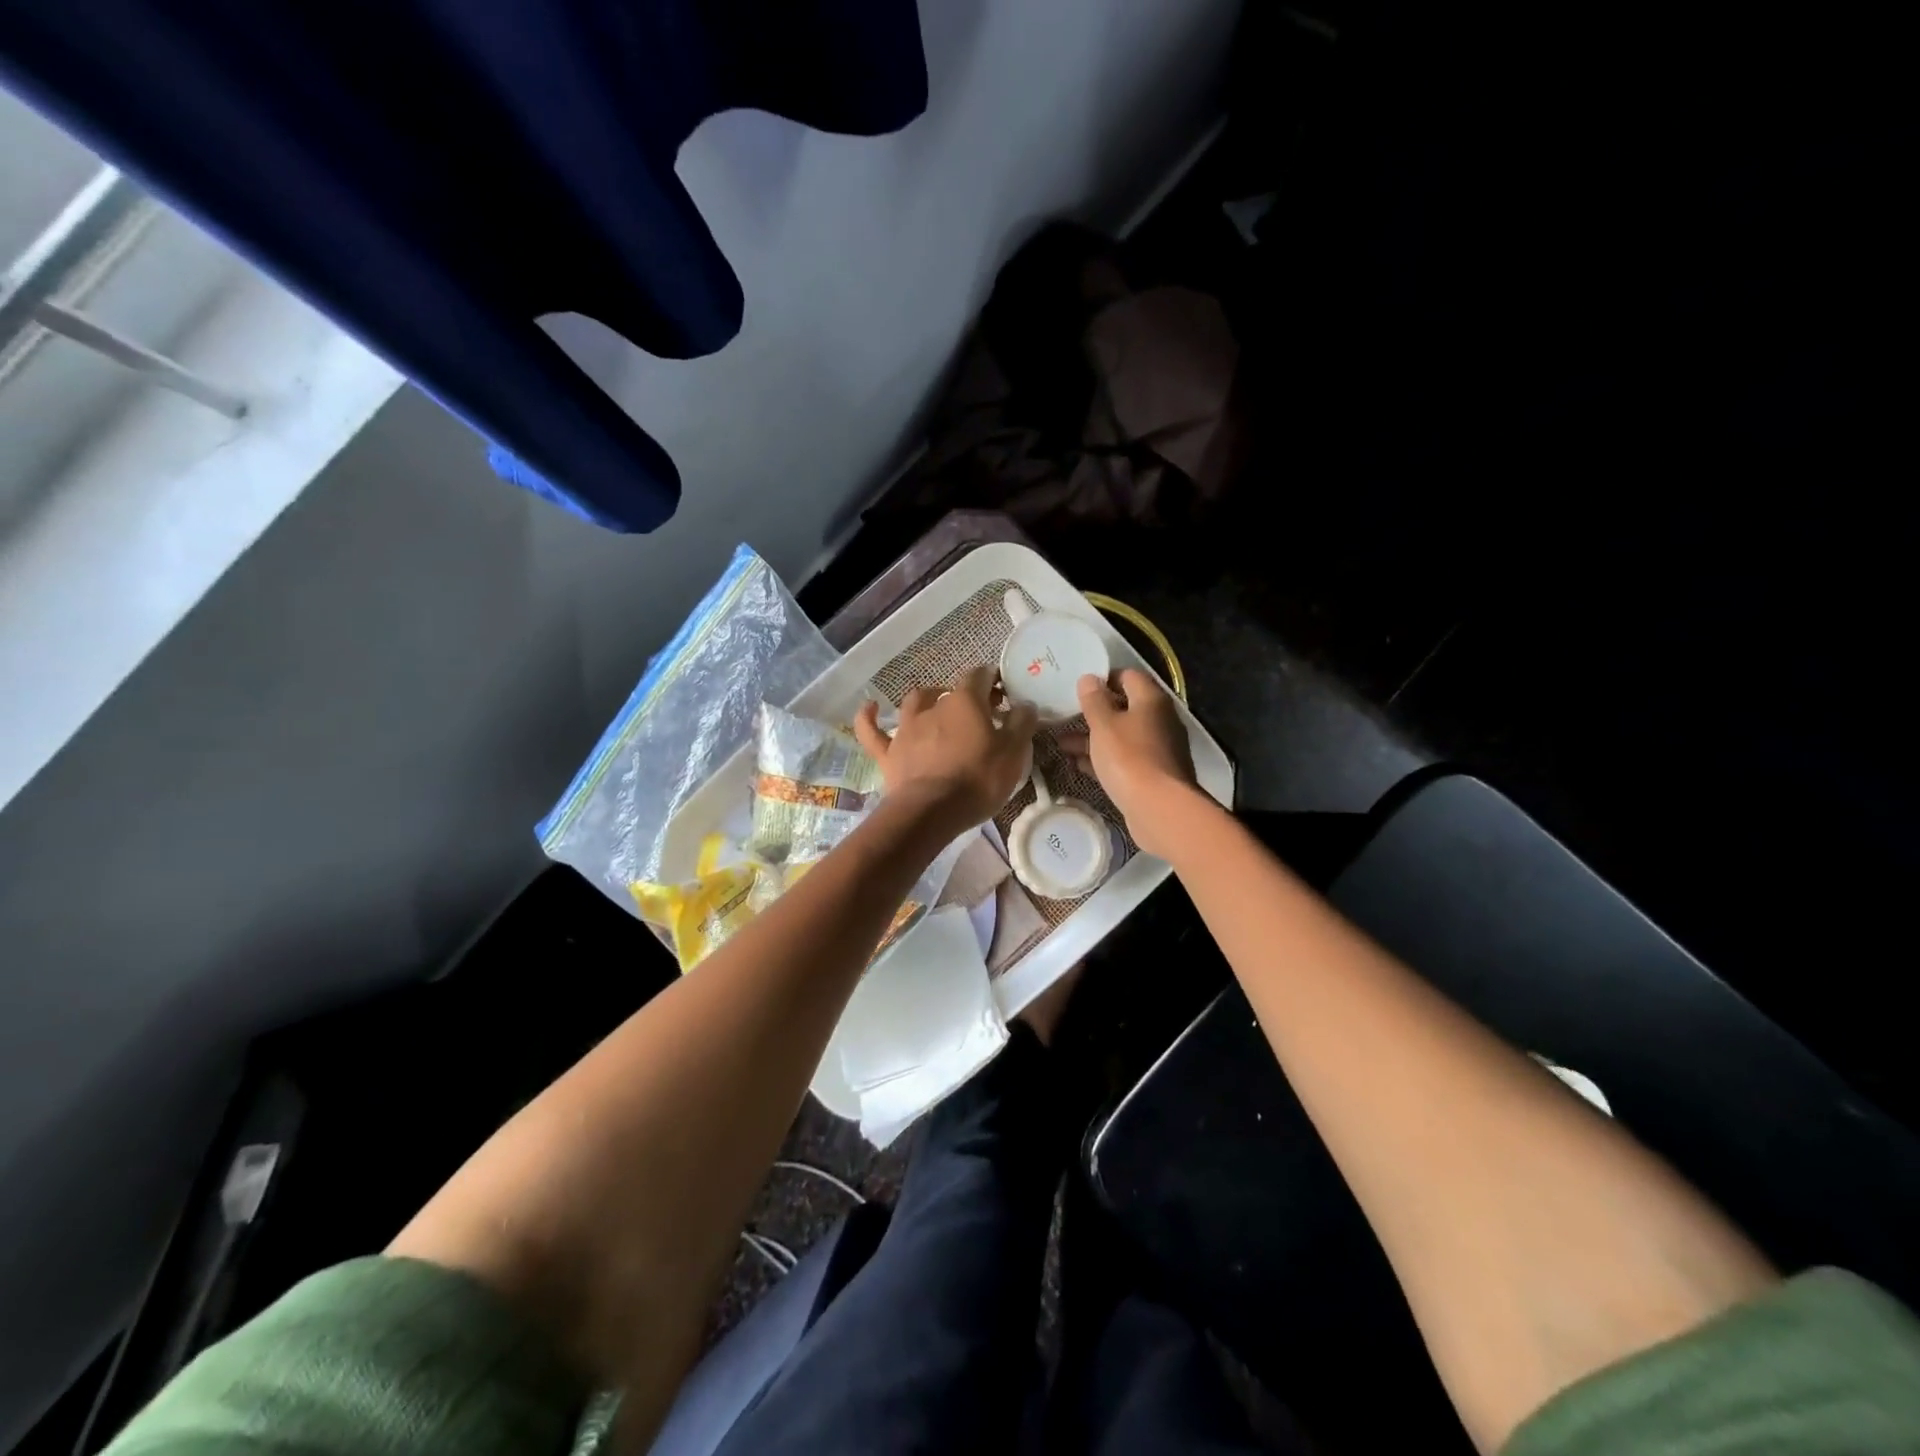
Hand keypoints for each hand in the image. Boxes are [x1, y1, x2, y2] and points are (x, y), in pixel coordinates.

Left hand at [854, 665, 1037, 832]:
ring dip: (927, 699)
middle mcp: (932, 707)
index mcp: (965, 702)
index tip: (1004, 693)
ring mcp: (906, 729)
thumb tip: (1024, 703)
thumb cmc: (978, 779)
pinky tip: (869, 708)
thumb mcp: (1014, 752)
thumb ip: (1021, 723)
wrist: (931, 811)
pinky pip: (872, 730)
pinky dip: (869, 717)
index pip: (980, 676)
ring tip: (937, 707)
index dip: (992, 680)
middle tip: (980, 713)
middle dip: (966, 696)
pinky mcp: (888, 753)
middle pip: (950, 690)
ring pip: (914, 702)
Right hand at [1061, 669, 1198, 857]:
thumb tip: (1089, 678)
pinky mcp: (1153, 774)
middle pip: (1124, 707)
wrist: (1159, 809)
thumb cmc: (1129, 759)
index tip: (1078, 688)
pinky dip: (1103, 759)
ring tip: (1062, 744)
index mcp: (1151, 700)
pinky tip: (1079, 765)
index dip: (1103, 678)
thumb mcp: (1104, 725)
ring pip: (1121, 736)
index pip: (1128, 676)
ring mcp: (1158, 749)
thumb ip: (1094, 700)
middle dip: (1093, 713)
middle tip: (1064, 717)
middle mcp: (1159, 720)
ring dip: (1093, 738)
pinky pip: (1124, 759)